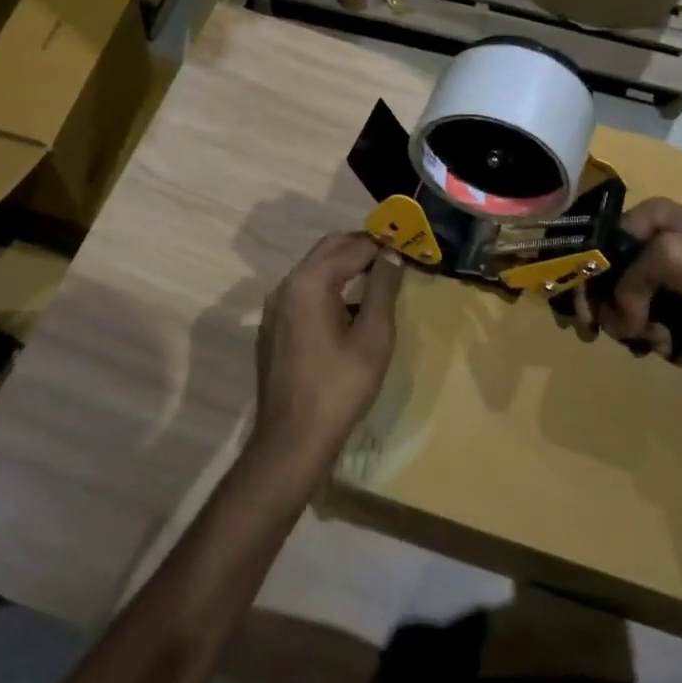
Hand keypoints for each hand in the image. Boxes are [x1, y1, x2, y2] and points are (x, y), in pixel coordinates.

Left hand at [252, 232, 404, 464]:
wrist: (292, 439)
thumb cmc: (339, 387)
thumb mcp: (373, 337)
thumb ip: (383, 289)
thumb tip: (392, 254)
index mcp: (309, 282)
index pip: (352, 247)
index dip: (382, 243)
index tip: (408, 245)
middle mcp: (286, 284)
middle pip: (328, 249)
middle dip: (361, 246)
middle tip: (394, 254)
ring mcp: (275, 306)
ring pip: (314, 268)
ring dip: (344, 265)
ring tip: (378, 276)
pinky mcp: (273, 326)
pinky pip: (304, 291)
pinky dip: (328, 286)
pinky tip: (350, 306)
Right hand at [579, 198, 681, 358]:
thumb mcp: (668, 260)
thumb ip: (627, 285)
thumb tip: (617, 321)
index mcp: (647, 218)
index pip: (597, 249)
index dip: (586, 284)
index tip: (587, 320)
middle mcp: (655, 239)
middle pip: (613, 281)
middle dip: (619, 313)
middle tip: (631, 336)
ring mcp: (674, 268)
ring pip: (635, 304)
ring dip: (642, 329)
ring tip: (663, 342)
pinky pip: (659, 316)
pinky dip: (661, 334)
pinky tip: (675, 344)